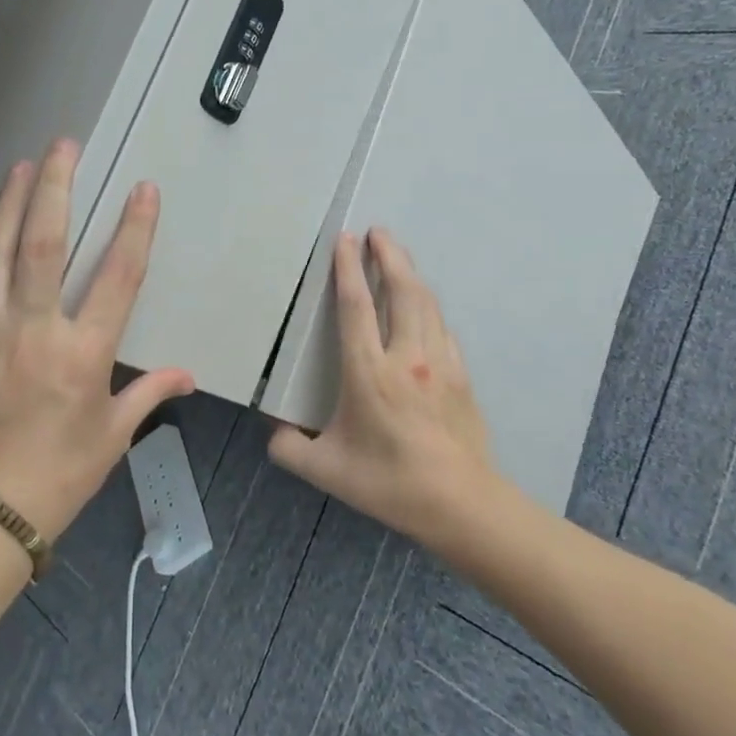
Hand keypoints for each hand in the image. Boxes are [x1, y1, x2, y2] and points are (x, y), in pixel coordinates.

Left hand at [0, 139, 194, 540]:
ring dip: (12, 202)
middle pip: (44, 244)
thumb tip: (185, 375)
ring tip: (24, 165)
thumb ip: (149, 393)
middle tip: (64, 146)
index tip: (142, 189)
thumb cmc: (60, 473)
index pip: (117, 277)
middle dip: (56, 188)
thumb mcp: (113, 435)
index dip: (134, 228)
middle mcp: (35, 331)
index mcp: (83, 354)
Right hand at [269, 229, 502, 542]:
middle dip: (390, 254)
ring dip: (411, 274)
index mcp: (369, 373)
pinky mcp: (462, 375)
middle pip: (402, 290)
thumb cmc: (388, 482)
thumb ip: (289, 448)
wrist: (460, 503)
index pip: (357, 306)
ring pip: (427, 304)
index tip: (346, 239)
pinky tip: (424, 309)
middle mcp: (407, 357)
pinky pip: (443, 329)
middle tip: (378, 232)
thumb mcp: (326, 470)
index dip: (349, 268)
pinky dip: (429, 308)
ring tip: (398, 256)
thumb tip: (273, 431)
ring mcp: (440, 363)